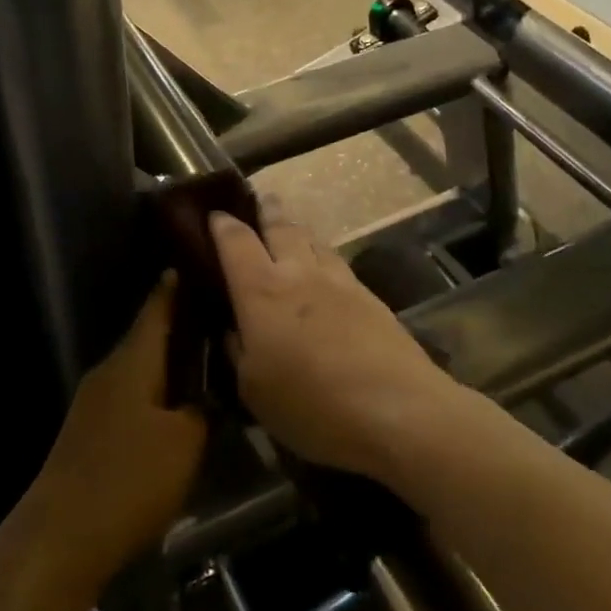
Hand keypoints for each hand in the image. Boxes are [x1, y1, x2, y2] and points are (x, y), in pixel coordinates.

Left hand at [3, 274, 206, 610]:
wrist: (59, 540)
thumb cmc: (127, 480)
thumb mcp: (184, 443)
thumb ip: (204, 410)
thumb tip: (212, 393)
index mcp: (132, 360)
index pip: (157, 307)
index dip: (176, 285)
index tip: (199, 263)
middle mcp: (110, 371)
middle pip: (149, 337)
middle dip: (182, 326)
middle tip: (221, 318)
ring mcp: (96, 403)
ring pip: (141, 370)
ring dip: (171, 363)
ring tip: (209, 361)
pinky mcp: (92, 434)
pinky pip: (132, 398)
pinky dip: (157, 394)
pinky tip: (180, 410)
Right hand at [210, 212, 455, 483]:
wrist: (397, 409)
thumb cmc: (312, 404)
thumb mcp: (254, 390)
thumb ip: (238, 351)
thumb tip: (233, 328)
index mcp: (261, 290)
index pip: (236, 241)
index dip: (221, 225)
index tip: (213, 214)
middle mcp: (298, 273)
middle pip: (280, 227)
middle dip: (266, 210)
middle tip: (259, 200)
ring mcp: (338, 280)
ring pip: (312, 239)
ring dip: (296, 229)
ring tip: (290, 228)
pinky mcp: (369, 296)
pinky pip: (336, 261)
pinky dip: (322, 254)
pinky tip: (324, 267)